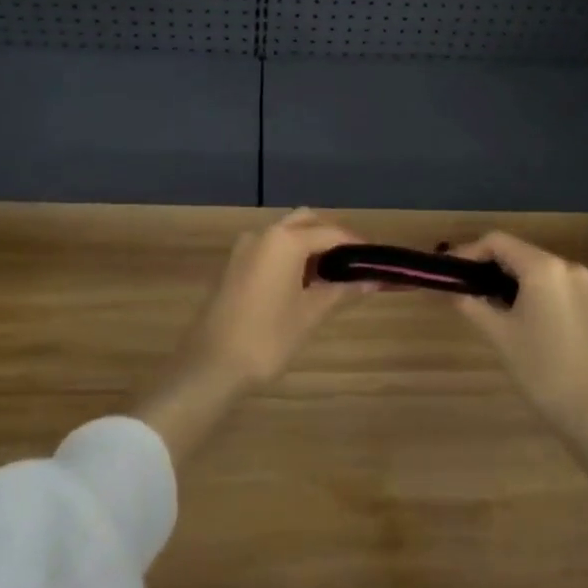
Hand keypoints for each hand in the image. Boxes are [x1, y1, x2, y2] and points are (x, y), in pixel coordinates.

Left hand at [180, 208, 369, 389]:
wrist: (211, 365)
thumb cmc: (267, 338)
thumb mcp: (310, 314)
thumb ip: (342, 291)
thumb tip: (372, 281)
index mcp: (285, 240)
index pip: (331, 232)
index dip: (356, 244)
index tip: (376, 260)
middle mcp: (264, 234)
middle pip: (306, 222)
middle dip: (331, 237)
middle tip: (354, 264)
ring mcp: (244, 248)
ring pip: (285, 233)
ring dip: (309, 245)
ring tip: (332, 276)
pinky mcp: (234, 265)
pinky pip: (269, 248)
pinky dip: (290, 255)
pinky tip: (303, 283)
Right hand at [448, 232, 587, 528]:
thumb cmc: (543, 370)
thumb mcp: (499, 335)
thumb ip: (472, 304)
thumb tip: (453, 289)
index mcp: (543, 268)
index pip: (497, 241)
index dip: (468, 252)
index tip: (449, 273)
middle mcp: (566, 265)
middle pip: (517, 251)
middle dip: (487, 266)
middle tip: (462, 288)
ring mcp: (583, 283)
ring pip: (534, 267)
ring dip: (507, 278)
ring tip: (483, 302)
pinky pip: (551, 282)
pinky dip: (528, 289)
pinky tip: (514, 313)